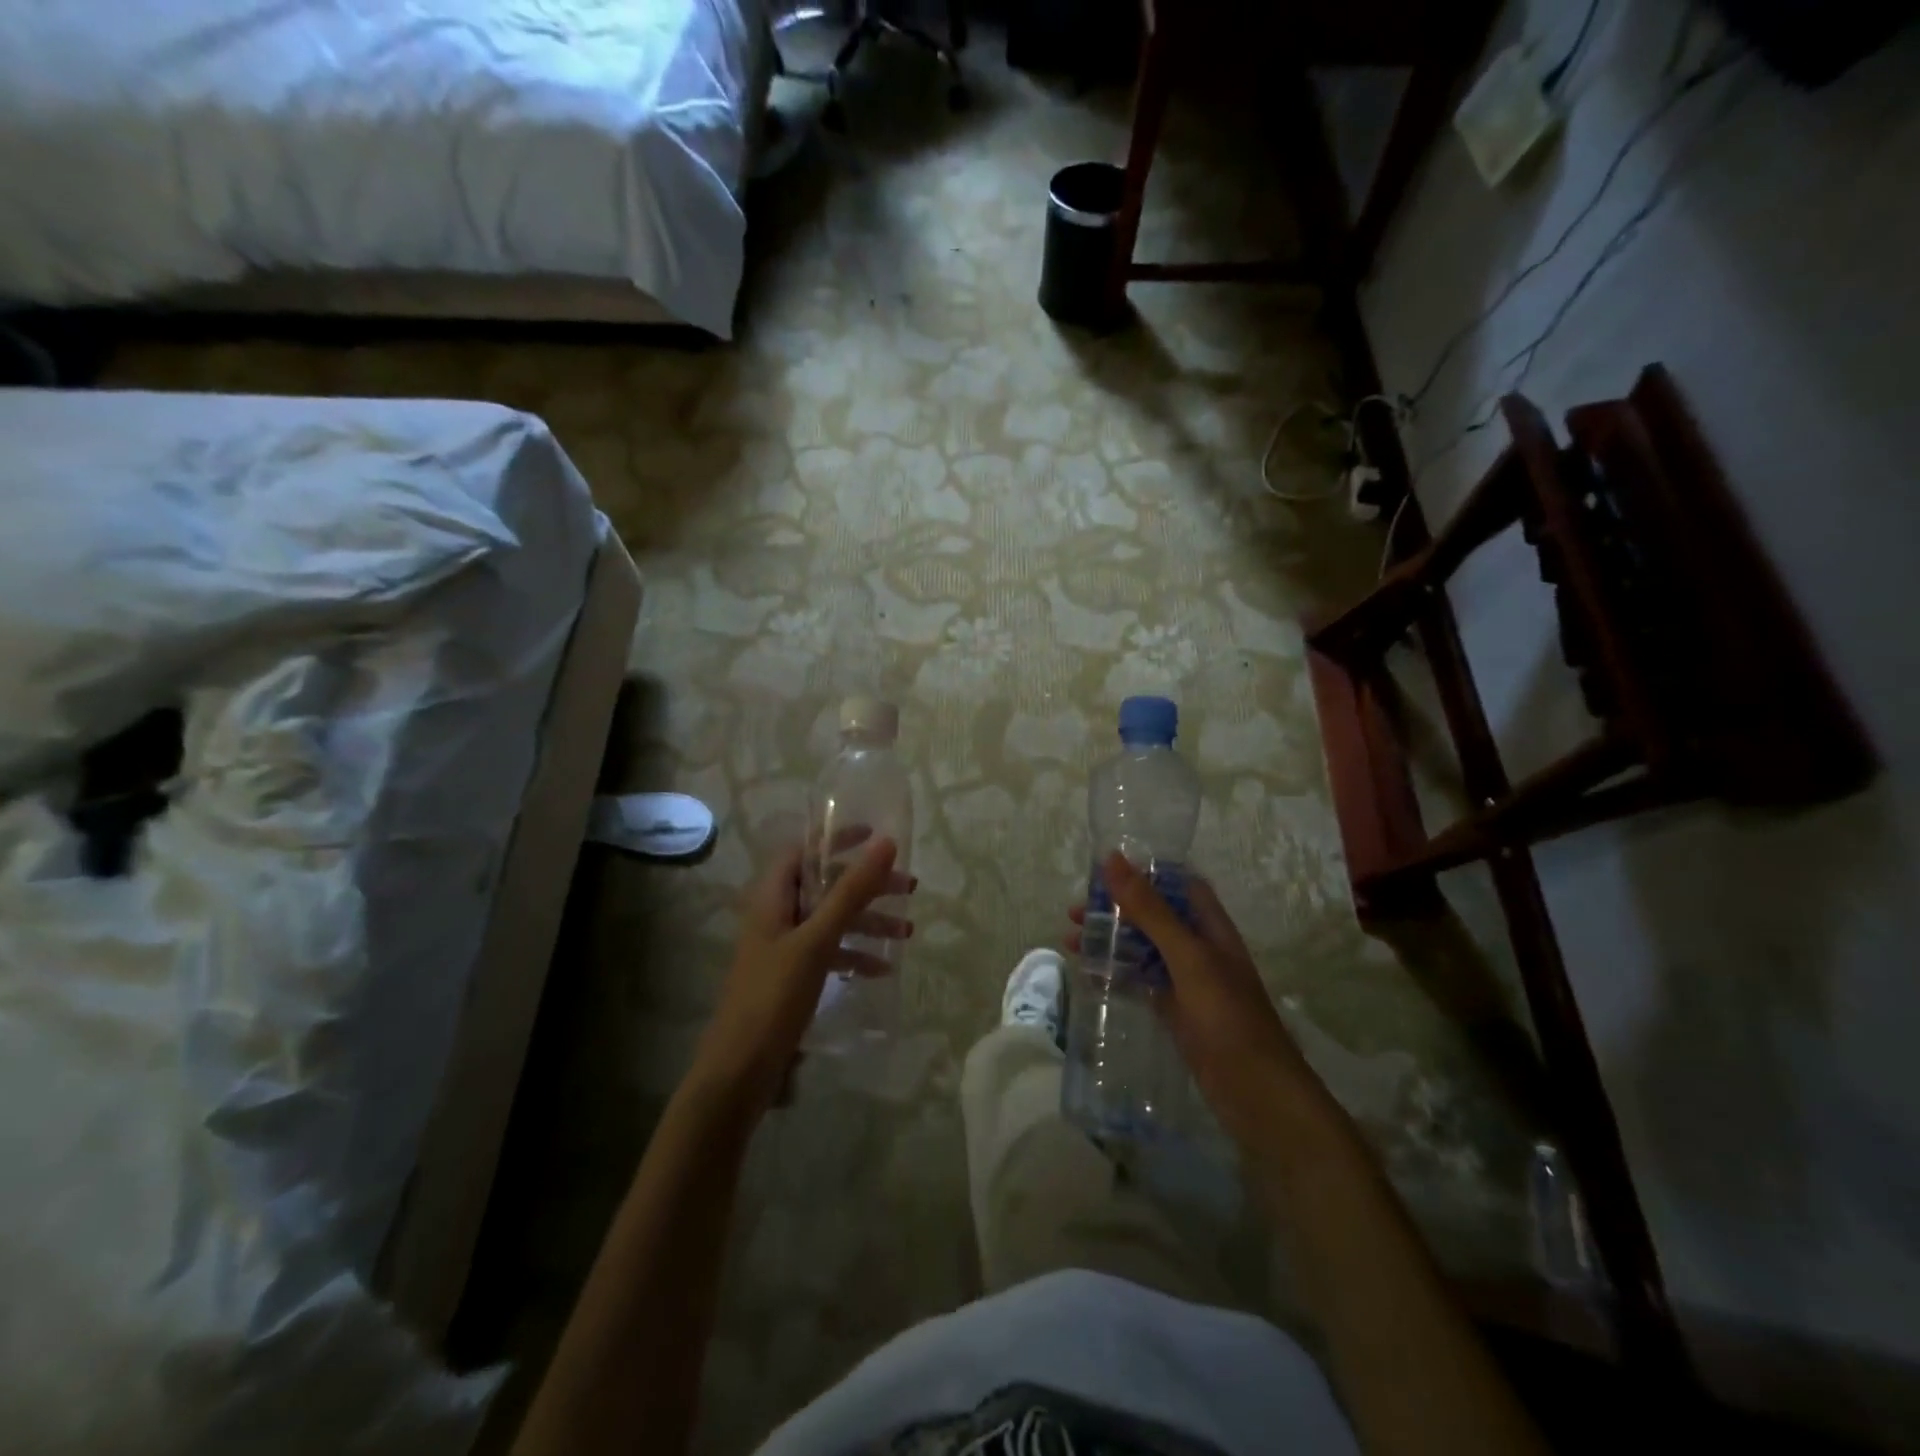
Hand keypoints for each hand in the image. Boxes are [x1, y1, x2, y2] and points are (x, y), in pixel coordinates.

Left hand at [692, 835, 913, 1116]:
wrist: (739, 1072)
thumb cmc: (773, 996)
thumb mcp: (817, 940)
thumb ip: (851, 892)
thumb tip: (886, 843)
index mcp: (772, 897)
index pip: (804, 849)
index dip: (837, 838)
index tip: (876, 837)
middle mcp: (776, 915)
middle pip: (826, 885)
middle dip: (867, 885)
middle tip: (909, 888)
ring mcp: (784, 947)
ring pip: (832, 920)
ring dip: (869, 922)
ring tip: (908, 933)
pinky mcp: (792, 976)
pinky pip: (829, 952)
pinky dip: (854, 955)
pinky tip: (881, 970)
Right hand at [1069, 851, 1328, 1149]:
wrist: (1257, 1094)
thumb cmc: (1226, 1016)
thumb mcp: (1187, 957)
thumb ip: (1150, 910)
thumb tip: (1112, 859)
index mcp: (1210, 926)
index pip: (1177, 883)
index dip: (1144, 871)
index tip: (1102, 868)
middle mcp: (1199, 948)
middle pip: (1154, 915)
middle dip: (1116, 909)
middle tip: (1074, 911)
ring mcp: (1188, 982)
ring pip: (1143, 948)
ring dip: (1111, 940)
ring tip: (1070, 940)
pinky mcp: (1176, 1012)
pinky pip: (1141, 981)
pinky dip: (1116, 973)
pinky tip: (1088, 974)